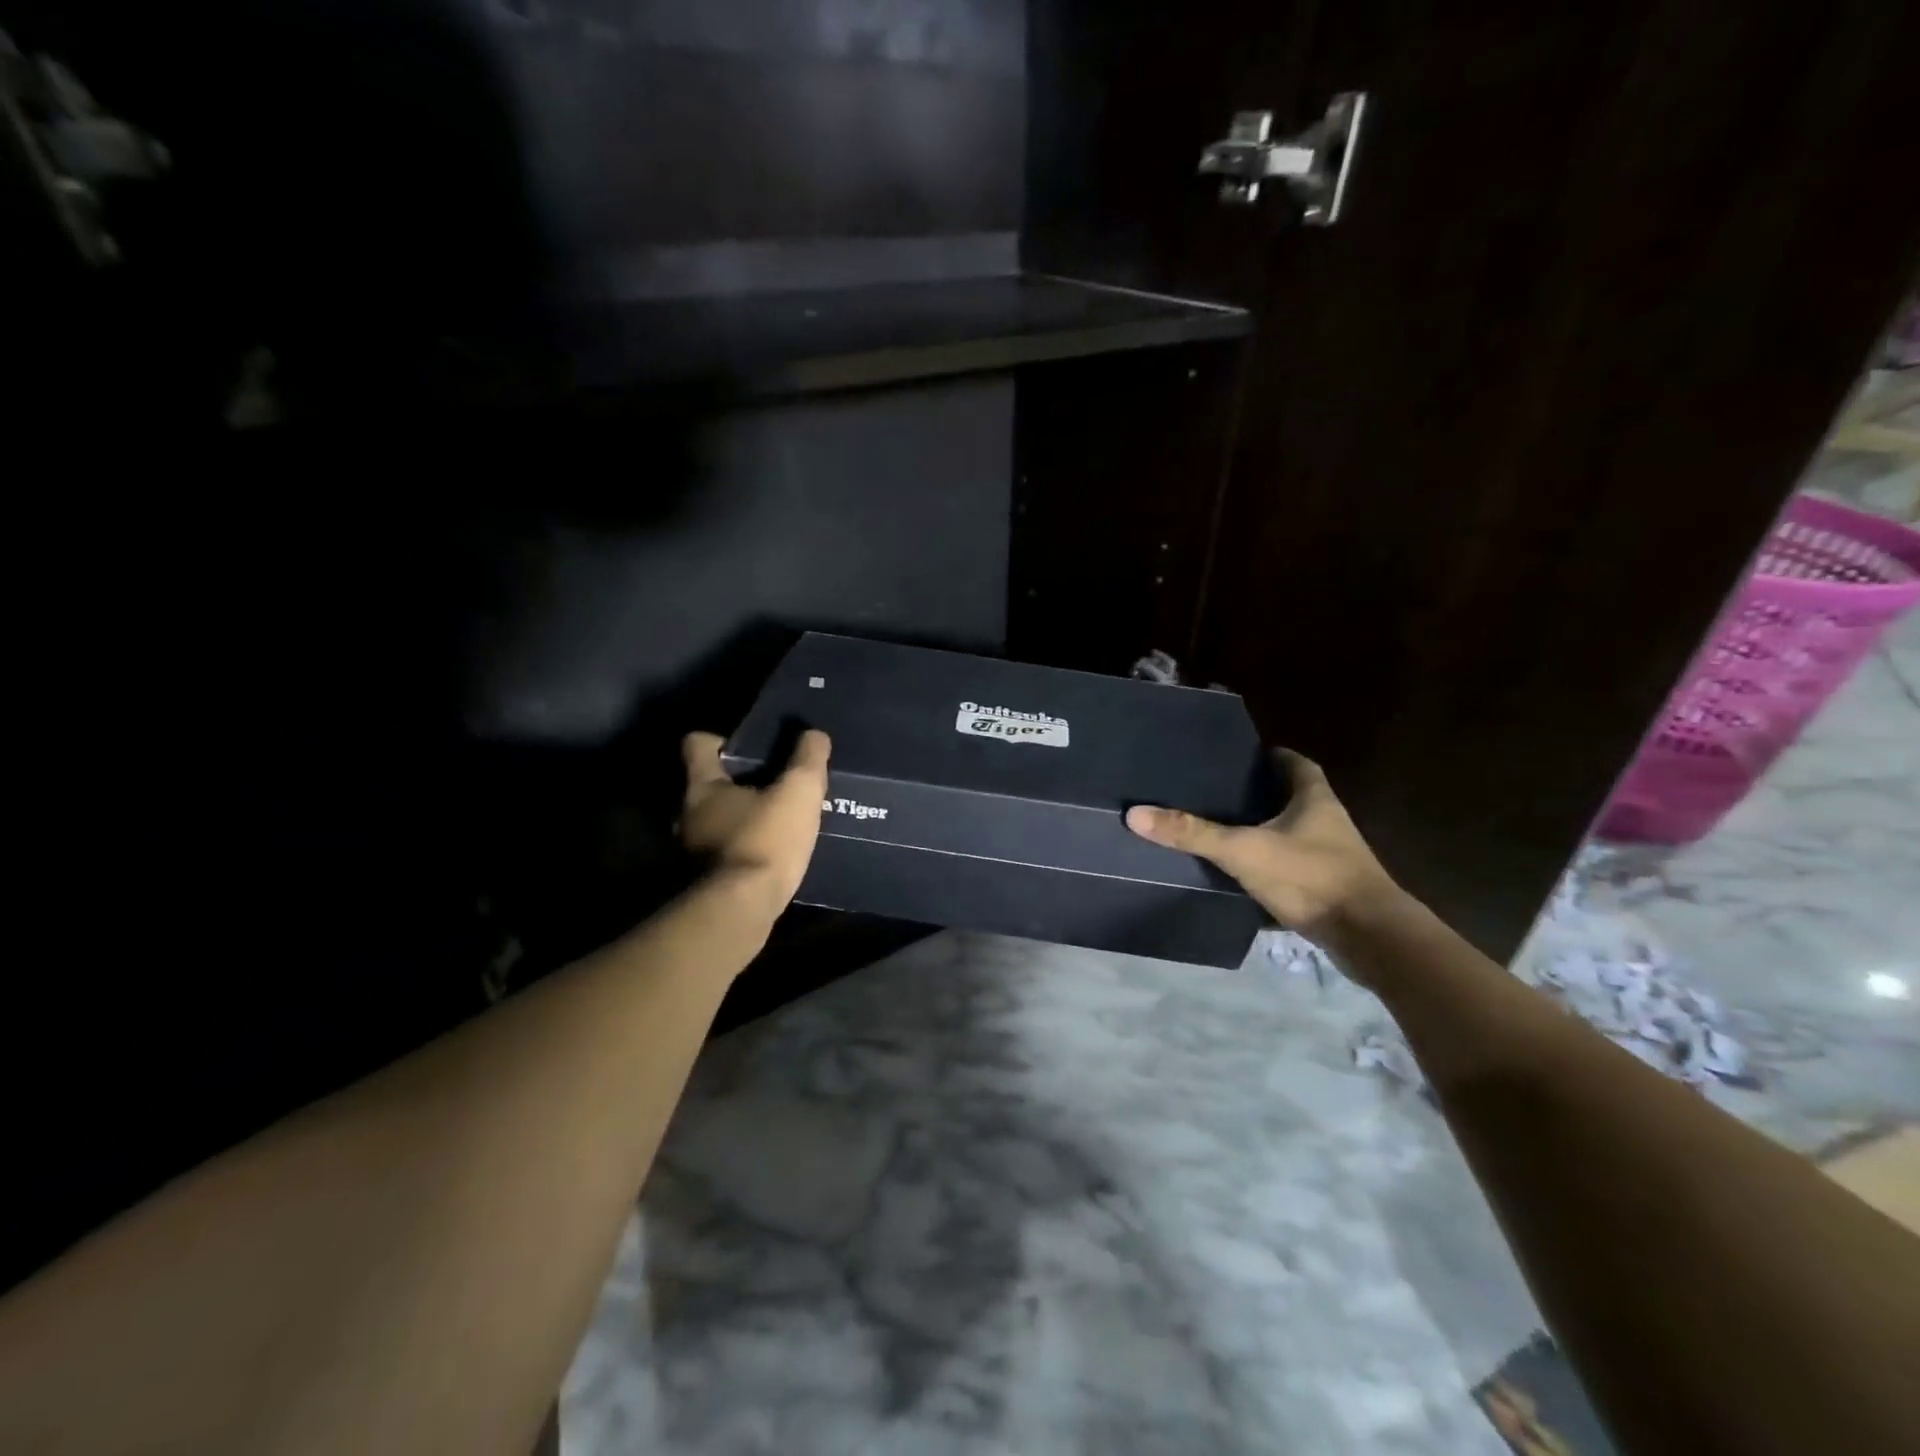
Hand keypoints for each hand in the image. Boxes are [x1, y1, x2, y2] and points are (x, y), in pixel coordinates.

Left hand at [679, 730, 830, 912]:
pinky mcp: (703, 881)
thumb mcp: (798, 793)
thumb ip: (808, 760)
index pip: (697, 744)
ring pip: (715, 822)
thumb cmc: (765, 841)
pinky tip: (771, 855)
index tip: (748, 746)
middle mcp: (688, 815)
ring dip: (740, 820)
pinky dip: (743, 849)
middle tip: (773, 784)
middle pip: (707, 785)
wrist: (739, 912)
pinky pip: (724, 853)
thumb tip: (814, 734)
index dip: (720, 739)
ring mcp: (691, 851)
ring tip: (776, 821)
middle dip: (737, 782)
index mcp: (703, 786)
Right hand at [1125, 748, 1403, 944]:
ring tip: (1222, 830)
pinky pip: (1293, 867)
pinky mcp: (1329, 888)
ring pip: (1293, 834)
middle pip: (1292, 797)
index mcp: (1314, 799)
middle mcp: (1328, 822)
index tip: (1240, 756)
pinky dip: (1270, 866)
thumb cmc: (1310, 877)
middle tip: (1219, 792)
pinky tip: (1242, 874)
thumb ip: (1193, 833)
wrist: (1368, 936)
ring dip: (1265, 831)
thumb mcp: (1243, 851)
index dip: (1270, 756)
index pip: (1295, 763)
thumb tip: (1136, 813)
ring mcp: (1332, 857)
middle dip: (1260, 794)